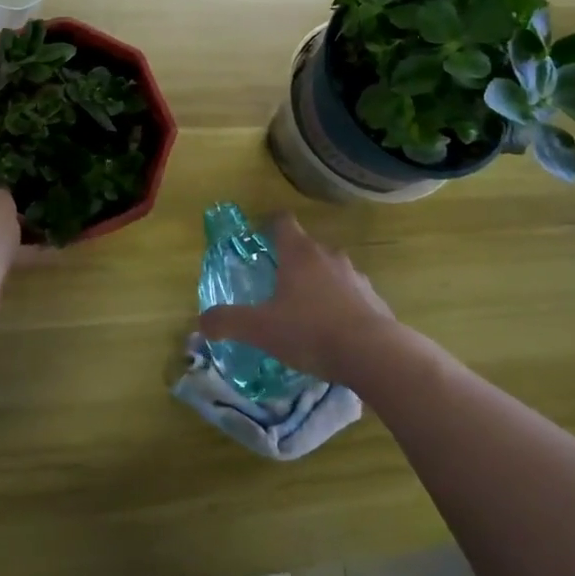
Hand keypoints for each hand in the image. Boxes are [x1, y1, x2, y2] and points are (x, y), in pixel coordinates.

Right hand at [197, 214, 397, 387]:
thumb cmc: (310, 331)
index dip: (270, 225)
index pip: (283, 222)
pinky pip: (351, 294)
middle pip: (306, 247)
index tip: (260, 237)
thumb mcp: (260, 329)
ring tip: (305, 311)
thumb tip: (200, 321)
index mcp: (299, 253)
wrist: (373, 353)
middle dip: (291, 261)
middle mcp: (328, 255)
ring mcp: (355, 275)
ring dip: (318, 283)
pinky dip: (340, 304)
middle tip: (275, 285)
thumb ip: (228, 322)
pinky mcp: (373, 298)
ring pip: (330, 270)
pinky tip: (333, 330)